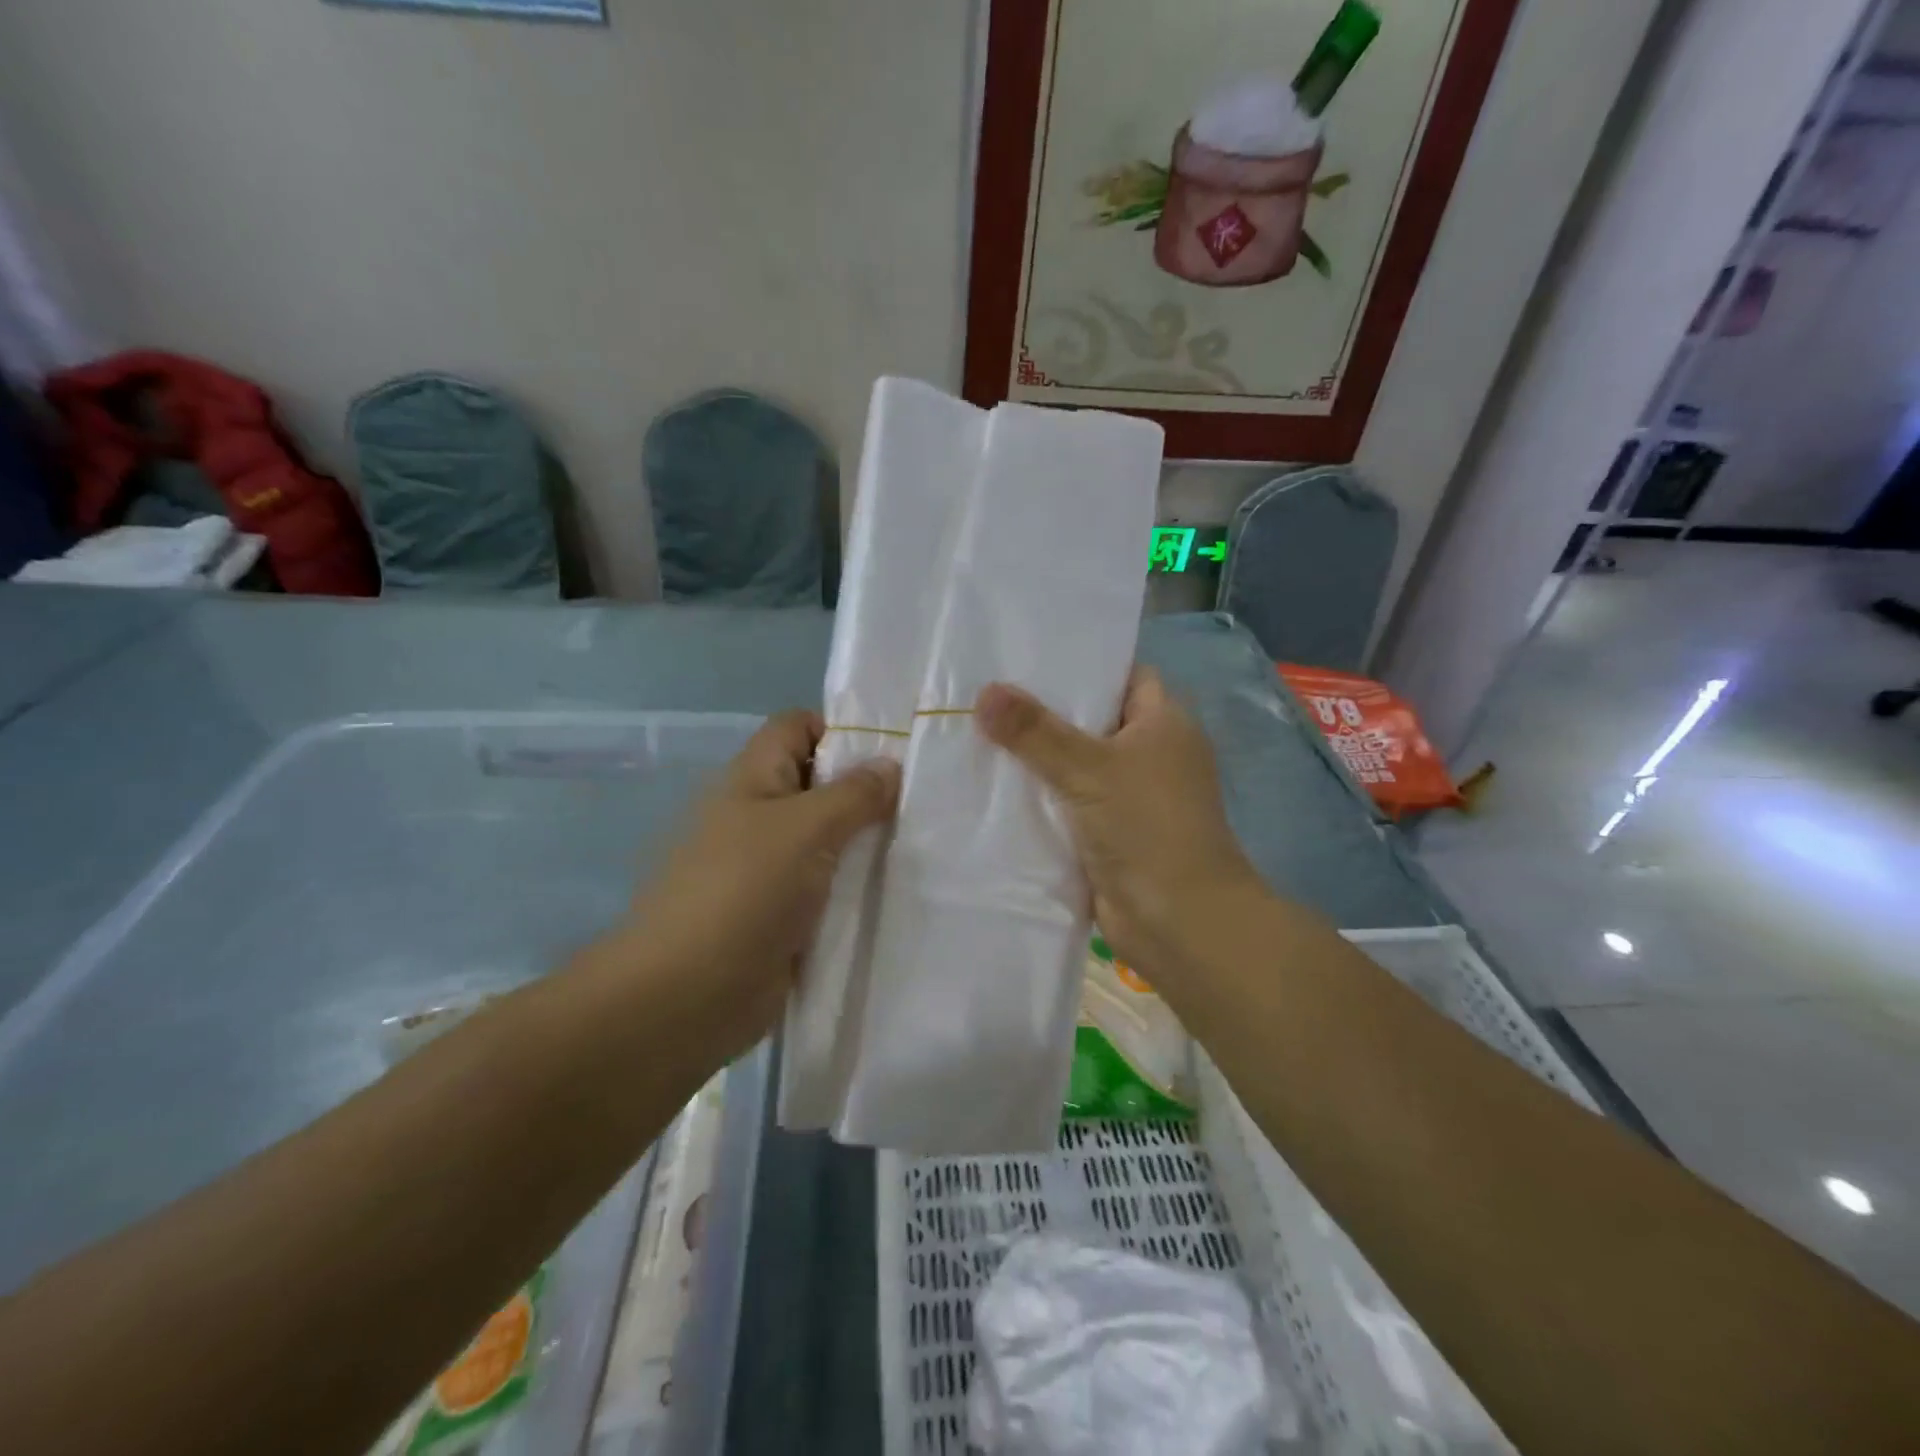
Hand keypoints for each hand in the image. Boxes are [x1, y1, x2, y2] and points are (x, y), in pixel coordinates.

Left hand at [615, 711, 900, 1060]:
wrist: (686, 997)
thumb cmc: (743, 893)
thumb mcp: (805, 829)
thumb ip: (853, 794)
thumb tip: (889, 766)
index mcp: (753, 779)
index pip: (798, 727)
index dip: (842, 729)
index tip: (896, 753)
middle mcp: (758, 815)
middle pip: (818, 783)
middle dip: (867, 790)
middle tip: (924, 803)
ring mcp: (768, 868)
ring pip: (827, 839)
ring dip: (866, 843)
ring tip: (921, 846)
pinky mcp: (781, 914)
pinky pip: (826, 886)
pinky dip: (855, 886)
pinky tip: (898, 891)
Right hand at [975, 668, 1262, 982]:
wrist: (1178, 921)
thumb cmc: (1147, 827)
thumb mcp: (1089, 768)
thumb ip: (1035, 731)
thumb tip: (984, 692)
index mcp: (1164, 723)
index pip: (1122, 675)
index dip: (1081, 665)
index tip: (1027, 656)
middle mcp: (1149, 753)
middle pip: (1091, 720)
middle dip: (1043, 712)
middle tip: (986, 693)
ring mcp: (1129, 796)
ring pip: (1074, 764)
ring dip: (1035, 759)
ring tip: (977, 732)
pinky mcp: (1108, 833)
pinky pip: (1067, 803)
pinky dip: (1038, 798)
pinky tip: (991, 786)